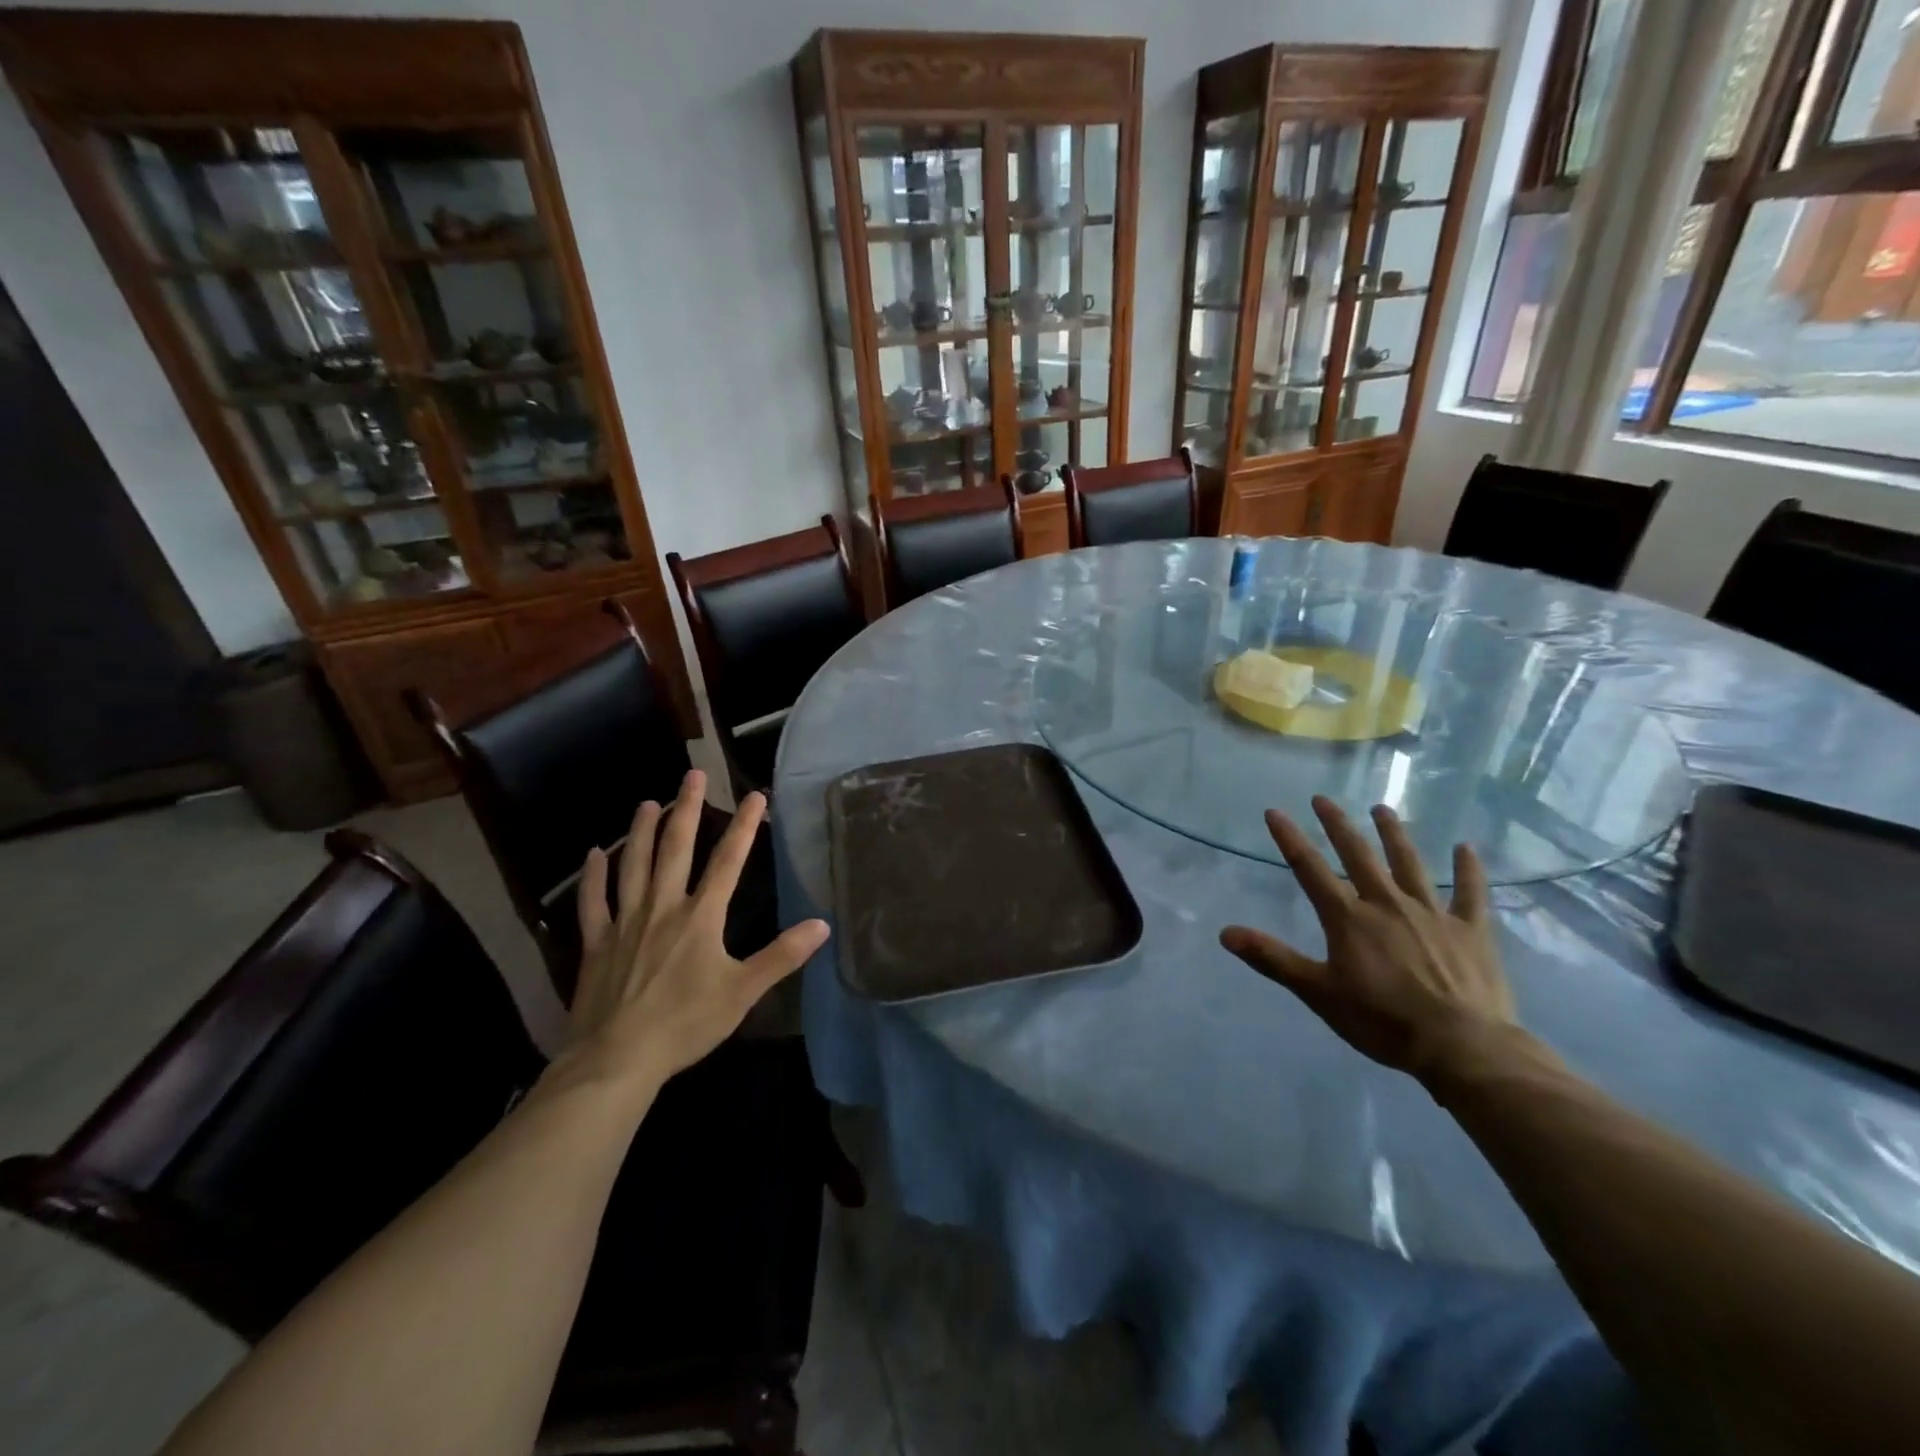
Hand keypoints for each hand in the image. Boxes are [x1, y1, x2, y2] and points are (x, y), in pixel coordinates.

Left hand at [563, 770, 829, 1091]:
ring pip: (633, 865)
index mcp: (701, 917)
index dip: (744, 826)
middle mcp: (663, 907)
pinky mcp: (596, 943)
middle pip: (676, 849)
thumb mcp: (743, 992)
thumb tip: (822, 924)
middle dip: (687, 809)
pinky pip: (593, 901)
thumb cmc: (686, 1023)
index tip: (755, 795)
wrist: (617, 1059)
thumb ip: (782, 956)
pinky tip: (593, 854)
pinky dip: (593, 876)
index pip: (728, 862)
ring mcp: (625, 922)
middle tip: (692, 775)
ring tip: (647, 803)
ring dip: (640, 831)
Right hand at [1220, 796, 1513, 1079]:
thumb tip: (1225, 933)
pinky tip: (1466, 848)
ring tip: (1382, 809)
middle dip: (1338, 825)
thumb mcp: (1317, 992)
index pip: (1310, 869)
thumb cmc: (1381, 1021)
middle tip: (1324, 799)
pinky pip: (1471, 893)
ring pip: (1409, 864)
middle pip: (1358, 855)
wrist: (1461, 1045)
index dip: (1290, 839)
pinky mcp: (1471, 930)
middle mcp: (1387, 903)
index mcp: (1349, 918)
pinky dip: (1469, 870)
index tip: (1275, 811)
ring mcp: (1432, 913)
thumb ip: (1272, 958)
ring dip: (1394, 834)